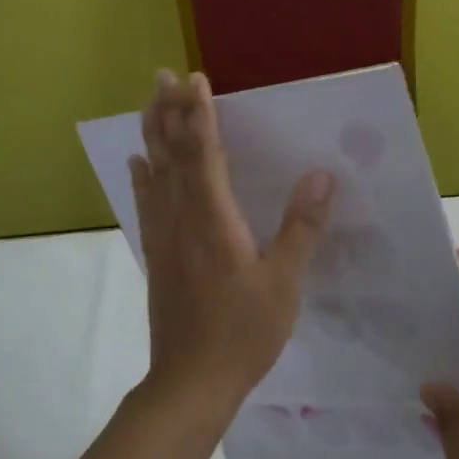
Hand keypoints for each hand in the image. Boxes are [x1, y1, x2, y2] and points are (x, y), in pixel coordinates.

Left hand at [130, 70, 333, 418]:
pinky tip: (138, 163)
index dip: (200, 116)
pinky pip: (147, 204)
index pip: (203, 154)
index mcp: (213, 220)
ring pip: (154, 174)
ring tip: (148, 104)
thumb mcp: (284, 283)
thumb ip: (301, 227)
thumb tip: (321, 175)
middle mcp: (181, 219)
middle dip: (168, 113)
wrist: (191, 382)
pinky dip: (142, 177)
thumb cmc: (244, 332)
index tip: (195, 80)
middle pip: (171, 156)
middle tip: (162, 76)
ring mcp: (164, 237)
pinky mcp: (157, 256)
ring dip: (151, 135)